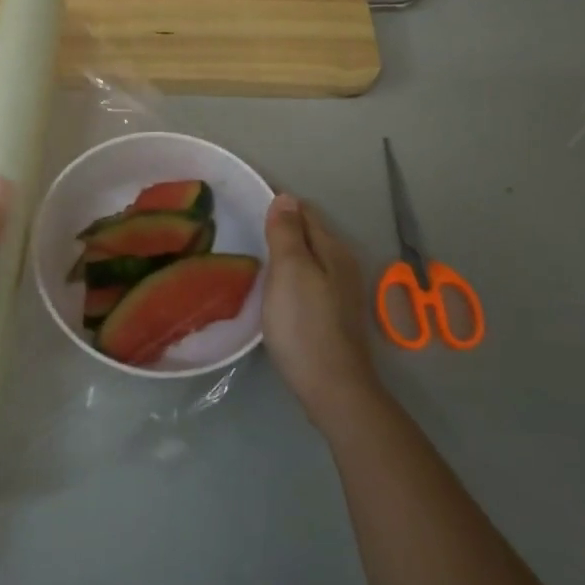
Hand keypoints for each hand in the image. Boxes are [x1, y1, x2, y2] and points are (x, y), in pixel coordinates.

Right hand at [261, 193, 380, 430]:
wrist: (332, 387)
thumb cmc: (304, 324)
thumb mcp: (290, 271)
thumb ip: (287, 233)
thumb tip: (285, 197)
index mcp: (332, 249)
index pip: (304, 211)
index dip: (278, 205)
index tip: (245, 205)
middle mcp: (341, 264)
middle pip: (309, 234)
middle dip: (281, 227)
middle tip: (243, 229)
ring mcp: (339, 292)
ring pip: (309, 258)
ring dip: (285, 252)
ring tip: (253, 256)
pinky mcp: (332, 315)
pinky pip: (308, 280)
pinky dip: (290, 275)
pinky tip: (273, 288)